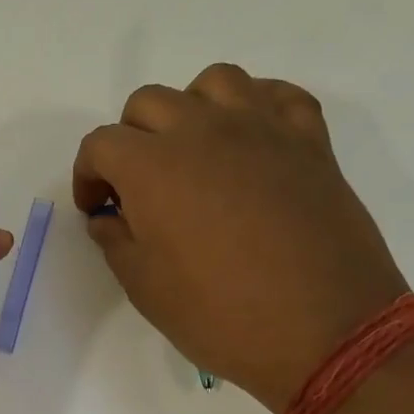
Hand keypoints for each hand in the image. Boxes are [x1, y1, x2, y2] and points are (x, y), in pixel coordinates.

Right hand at [72, 64, 408, 413]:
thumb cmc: (222, 316)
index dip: (88, 175)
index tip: (98, 209)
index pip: (101, 144)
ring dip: (192, 108)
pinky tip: (251, 142)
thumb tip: (110, 218)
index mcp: (152, 167)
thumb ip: (116, 242)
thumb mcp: (146, 289)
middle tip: (141, 186)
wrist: (325, 332)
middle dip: (131, 139)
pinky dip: (257, 106)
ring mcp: (262, 128)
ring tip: (195, 151)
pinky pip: (279, 95)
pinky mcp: (310, 141)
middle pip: (149, 103)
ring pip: (214, 81)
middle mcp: (202, 131)